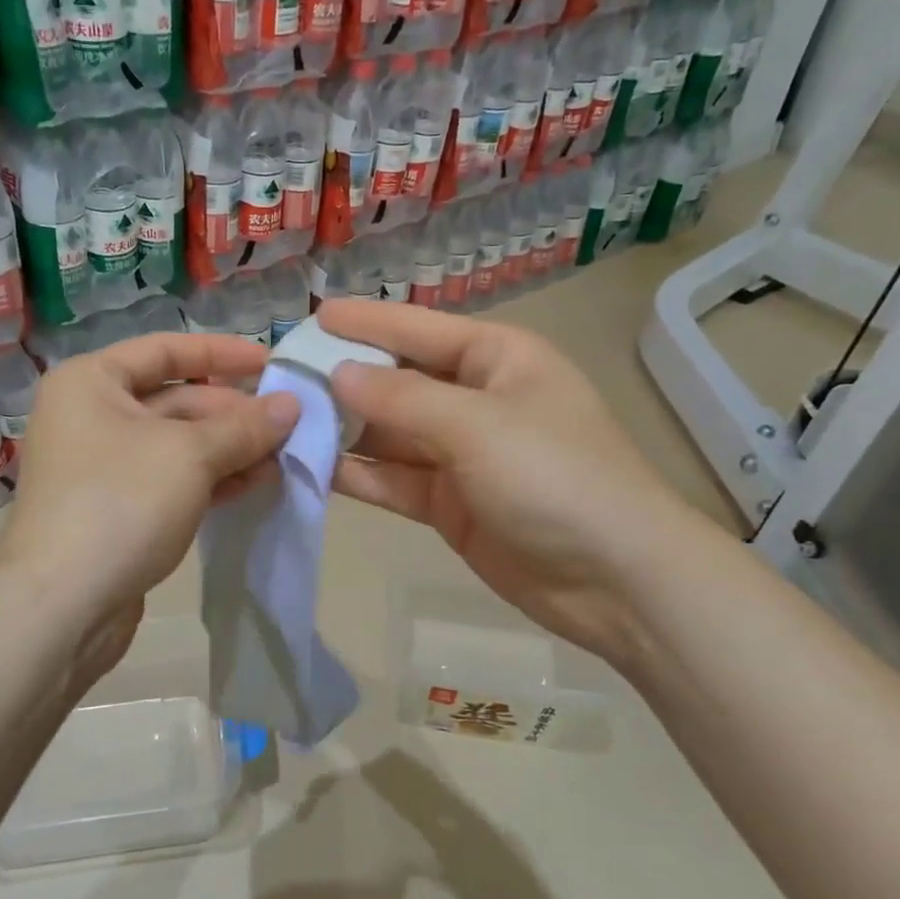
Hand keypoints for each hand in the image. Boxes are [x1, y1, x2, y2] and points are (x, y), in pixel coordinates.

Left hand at [0, 332, 299, 683]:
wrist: (62, 607)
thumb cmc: (121, 503)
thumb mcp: (190, 455)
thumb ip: (244, 427)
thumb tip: (292, 405)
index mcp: (92, 382)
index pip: (166, 349)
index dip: (222, 353)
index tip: (271, 362)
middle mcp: (91, 415)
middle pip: (175, 399)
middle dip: (233, 413)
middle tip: (289, 424)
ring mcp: (101, 466)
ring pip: (177, 444)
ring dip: (230, 449)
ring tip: (282, 457)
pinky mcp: (116, 508)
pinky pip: (171, 480)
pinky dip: (211, 479)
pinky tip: (255, 484)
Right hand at [320, 300, 707, 668]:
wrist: (617, 581)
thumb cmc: (555, 477)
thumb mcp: (477, 426)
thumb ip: (401, 399)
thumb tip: (338, 374)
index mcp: (497, 358)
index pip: (418, 330)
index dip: (365, 322)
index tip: (312, 317)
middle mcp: (475, 399)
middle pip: (398, 381)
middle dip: (344, 379)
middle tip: (282, 376)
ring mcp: (461, 454)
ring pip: (389, 432)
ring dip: (343, 428)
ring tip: (284, 421)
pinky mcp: (449, 502)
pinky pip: (394, 478)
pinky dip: (358, 473)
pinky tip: (312, 466)